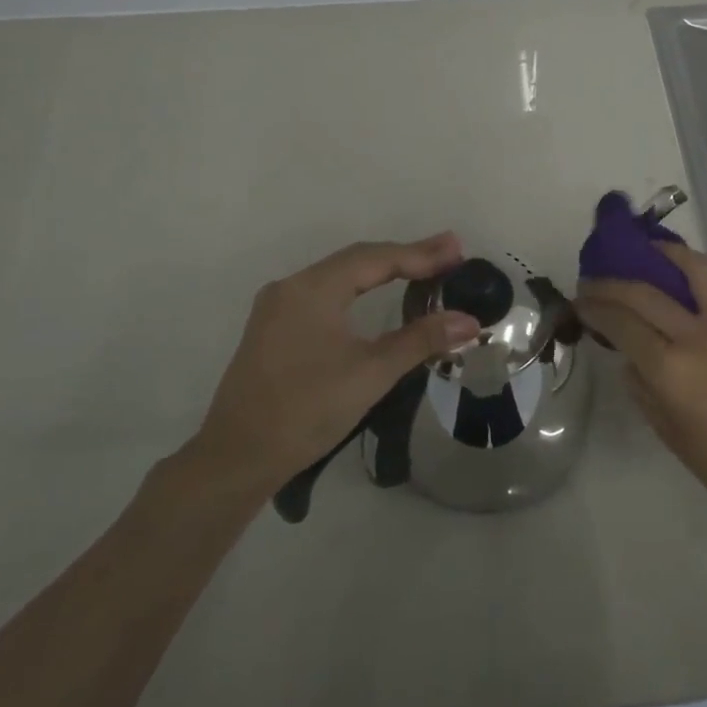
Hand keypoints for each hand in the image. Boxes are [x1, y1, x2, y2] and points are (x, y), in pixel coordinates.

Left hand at [190, 234, 480, 496]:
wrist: (237, 458)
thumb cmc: (306, 410)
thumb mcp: (371, 373)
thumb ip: (420, 340)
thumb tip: (469, 321)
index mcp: (312, 289)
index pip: (376, 259)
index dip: (420, 253)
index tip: (458, 249)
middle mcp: (292, 287)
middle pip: (357, 261)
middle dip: (405, 257)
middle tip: (449, 254)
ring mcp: (278, 307)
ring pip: (340, 277)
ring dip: (382, 271)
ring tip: (424, 269)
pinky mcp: (275, 328)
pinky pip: (325, 295)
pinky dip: (359, 290)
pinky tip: (378, 295)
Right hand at [579, 242, 706, 530]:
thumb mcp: (668, 433)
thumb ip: (642, 388)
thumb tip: (631, 358)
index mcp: (670, 368)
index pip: (620, 323)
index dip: (594, 308)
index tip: (580, 302)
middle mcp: (699, 336)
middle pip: (645, 292)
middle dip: (612, 284)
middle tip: (597, 283)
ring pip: (699, 269)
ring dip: (669, 254)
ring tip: (655, 252)